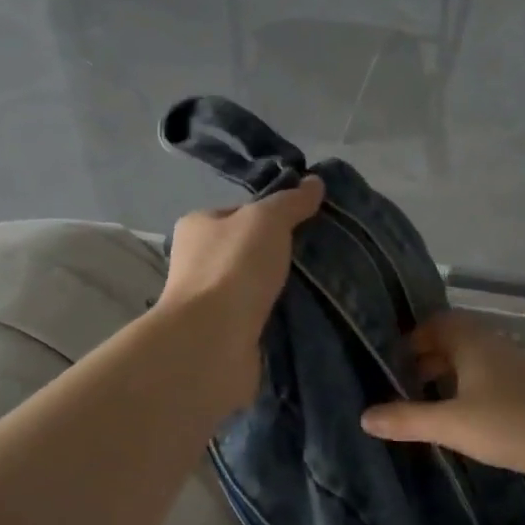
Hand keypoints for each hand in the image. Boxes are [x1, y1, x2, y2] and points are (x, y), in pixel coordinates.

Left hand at [158, 176, 323, 408]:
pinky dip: (282, 318)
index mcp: (198, 227)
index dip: (273, 214)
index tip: (308, 222)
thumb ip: (291, 201)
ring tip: (326, 287)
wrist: (213, 342)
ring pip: (258, 287)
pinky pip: (263, 318)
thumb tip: (315, 182)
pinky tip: (310, 316)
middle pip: (250, 251)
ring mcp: (211, 303)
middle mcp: (198, 262)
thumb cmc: (233, 268)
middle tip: (323, 255)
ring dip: (285, 289)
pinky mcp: (227, 335)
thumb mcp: (266, 220)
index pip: (240, 213)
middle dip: (282, 255)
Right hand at [360, 312, 524, 503]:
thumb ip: (408, 419)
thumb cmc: (517, 424)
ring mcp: (512, 376)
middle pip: (450, 345)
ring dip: (443, 384)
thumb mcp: (454, 424)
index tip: (383, 361)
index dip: (409, 338)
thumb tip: (364, 417)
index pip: (435, 323)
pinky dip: (463, 402)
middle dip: (421, 362)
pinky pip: (484, 392)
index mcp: (474, 341)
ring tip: (413, 409)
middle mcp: (492, 350)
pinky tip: (452, 428)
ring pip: (468, 370)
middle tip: (391, 387)